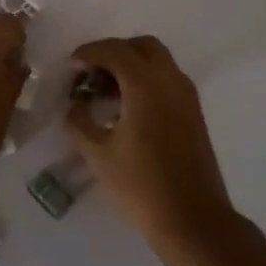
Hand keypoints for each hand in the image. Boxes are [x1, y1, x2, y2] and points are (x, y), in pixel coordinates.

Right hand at [65, 36, 234, 244]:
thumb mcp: (98, 154)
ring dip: (132, 65)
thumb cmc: (140, 186)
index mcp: (146, 85)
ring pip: (159, 61)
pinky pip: (168, 80)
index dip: (89, 52)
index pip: (115, 51)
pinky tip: (128, 108)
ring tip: (106, 92)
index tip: (71, 66)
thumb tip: (75, 105)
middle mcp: (171, 81)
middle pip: (142, 46)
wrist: (192, 219)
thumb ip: (79, 122)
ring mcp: (187, 96)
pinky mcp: (194, 113)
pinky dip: (146, 80)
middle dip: (114, 52)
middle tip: (91, 74)